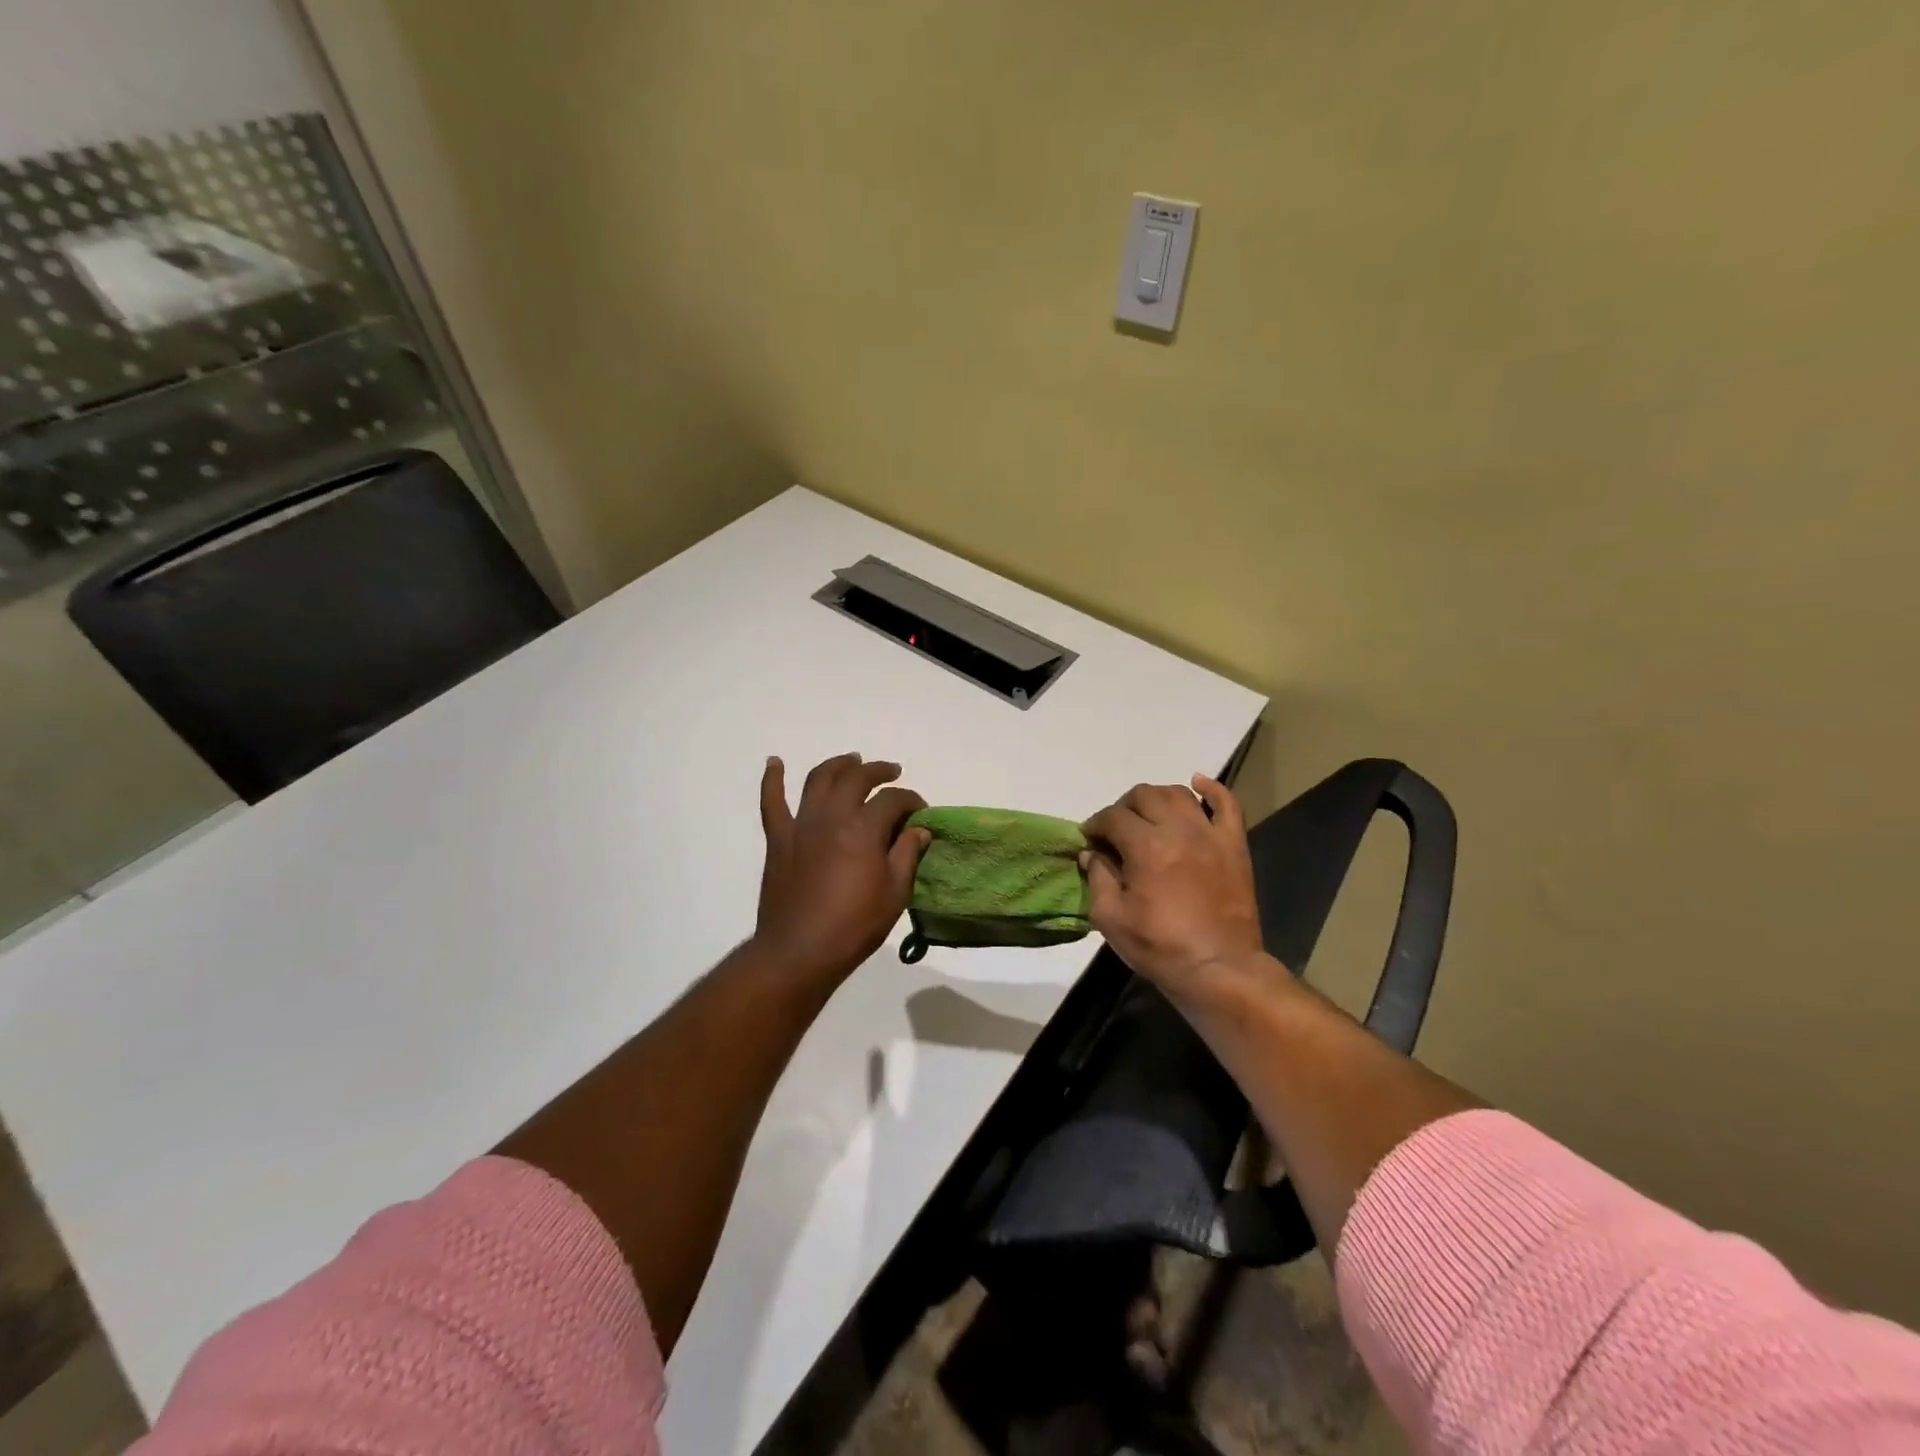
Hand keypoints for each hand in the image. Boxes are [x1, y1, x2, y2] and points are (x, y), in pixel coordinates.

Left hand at [754, 753, 930, 986]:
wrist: (800, 951)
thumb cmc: (854, 926)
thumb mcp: (895, 893)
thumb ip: (907, 855)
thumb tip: (920, 830)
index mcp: (864, 829)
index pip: (893, 800)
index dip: (911, 800)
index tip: (920, 812)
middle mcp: (832, 816)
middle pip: (856, 778)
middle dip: (878, 771)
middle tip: (892, 772)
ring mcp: (801, 825)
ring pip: (818, 779)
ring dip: (837, 764)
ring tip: (851, 760)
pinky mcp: (778, 839)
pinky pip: (771, 802)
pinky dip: (772, 779)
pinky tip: (775, 762)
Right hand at [1081, 775, 1266, 1003]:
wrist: (1219, 969)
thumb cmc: (1160, 947)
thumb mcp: (1111, 918)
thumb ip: (1097, 878)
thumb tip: (1091, 853)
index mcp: (1146, 847)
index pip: (1112, 817)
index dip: (1095, 825)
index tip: (1089, 840)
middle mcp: (1178, 830)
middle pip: (1144, 796)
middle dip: (1122, 808)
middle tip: (1116, 830)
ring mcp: (1211, 834)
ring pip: (1179, 794)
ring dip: (1157, 797)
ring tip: (1148, 815)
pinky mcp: (1234, 845)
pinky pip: (1227, 804)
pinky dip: (1212, 789)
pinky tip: (1197, 783)